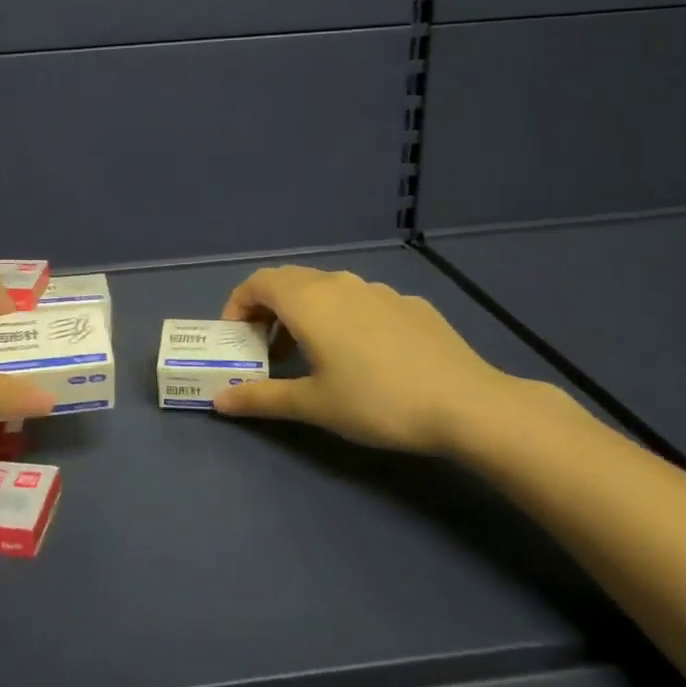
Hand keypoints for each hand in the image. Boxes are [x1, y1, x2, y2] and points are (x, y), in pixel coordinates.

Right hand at [212, 265, 529, 454]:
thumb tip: (219, 400)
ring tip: (311, 355)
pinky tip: (363, 357)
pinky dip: (343, 318)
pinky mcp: (409, 304)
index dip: (237, 305)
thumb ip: (261, 398)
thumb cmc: (376, 401)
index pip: (258, 282)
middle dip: (268, 310)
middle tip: (266, 350)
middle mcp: (340, 283)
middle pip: (290, 282)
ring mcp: (379, 290)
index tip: (236, 339)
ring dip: (305, 314)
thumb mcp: (313, 404)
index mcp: (309, 301)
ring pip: (327, 290)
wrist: (466, 403)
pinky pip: (361, 301)